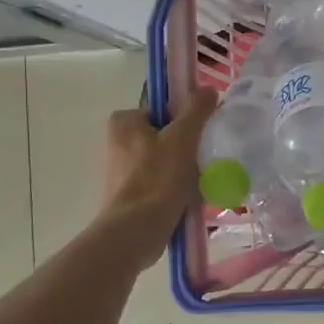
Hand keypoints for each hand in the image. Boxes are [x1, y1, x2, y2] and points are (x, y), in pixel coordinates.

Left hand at [99, 89, 217, 270]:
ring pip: (163, 161)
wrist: (135, 233)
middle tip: (205, 160)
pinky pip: (158, 183)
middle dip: (186, 148)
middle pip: (164, 136)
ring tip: (200, 182)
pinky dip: (174, 188)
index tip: (201, 137)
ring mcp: (119, 172)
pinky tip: (188, 198)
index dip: (185, 121)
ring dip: (183, 170)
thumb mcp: (183, 138)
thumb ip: (196, 110)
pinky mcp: (126, 196)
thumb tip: (208, 89)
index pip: (162, 111)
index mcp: (123, 122)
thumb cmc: (158, 180)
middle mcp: (115, 143)